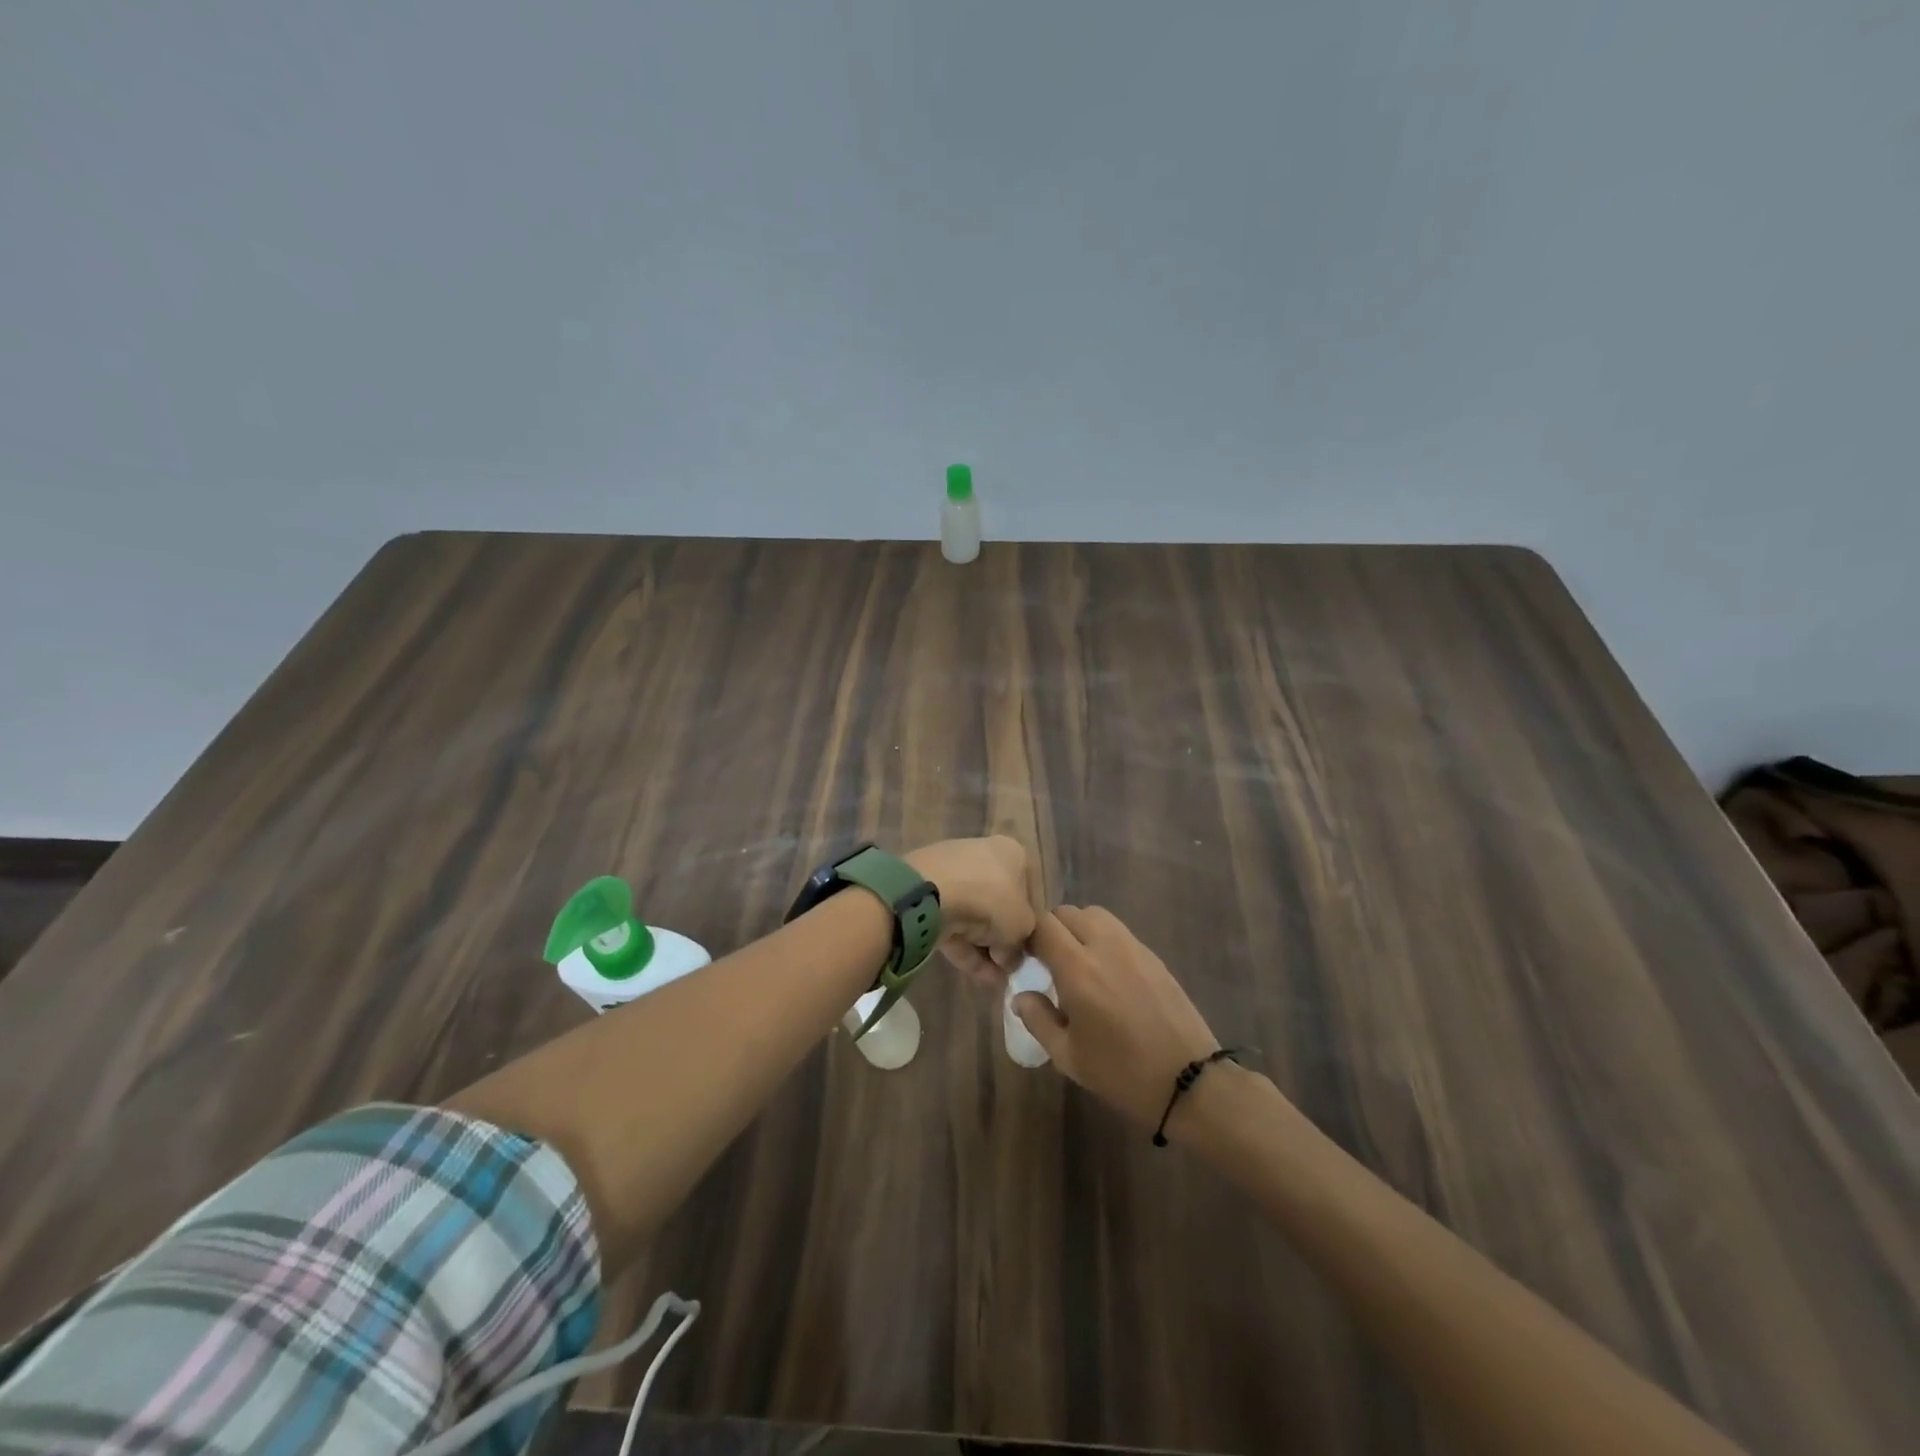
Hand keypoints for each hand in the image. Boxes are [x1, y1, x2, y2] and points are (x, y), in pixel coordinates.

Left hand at [905, 836, 1037, 979]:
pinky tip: (976, 975)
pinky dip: (964, 949)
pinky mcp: (927, 895)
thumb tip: (1011, 958)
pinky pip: (952, 924)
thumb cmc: (992, 899)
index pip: (1027, 890)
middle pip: (998, 905)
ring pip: (973, 917)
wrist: (932, 892)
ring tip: (994, 980)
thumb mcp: (1022, 926)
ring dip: (984, 950)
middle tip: (1008, 968)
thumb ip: (1022, 943)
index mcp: (1012, 853)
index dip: (1028, 923)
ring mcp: (952, 874)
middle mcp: (983, 856)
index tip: (1026, 950)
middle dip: (1002, 940)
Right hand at [1013, 906, 1222, 1133]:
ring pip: (1095, 915)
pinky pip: (1118, 931)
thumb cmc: (1121, 1073)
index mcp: (1078, 969)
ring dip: (1078, 928)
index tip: (1025, 960)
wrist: (1188, 1080)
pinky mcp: (1153, 955)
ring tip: (1077, 961)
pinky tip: (1106, 973)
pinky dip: (1103, 939)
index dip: (1028, 937)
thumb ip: (1038, 1020)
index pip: (1043, 926)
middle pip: (1068, 913)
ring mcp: (1133, 947)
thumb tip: (1020, 996)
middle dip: (1051, 930)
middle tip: (1048, 961)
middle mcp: (1104, 947)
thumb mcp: (1068, 1056)